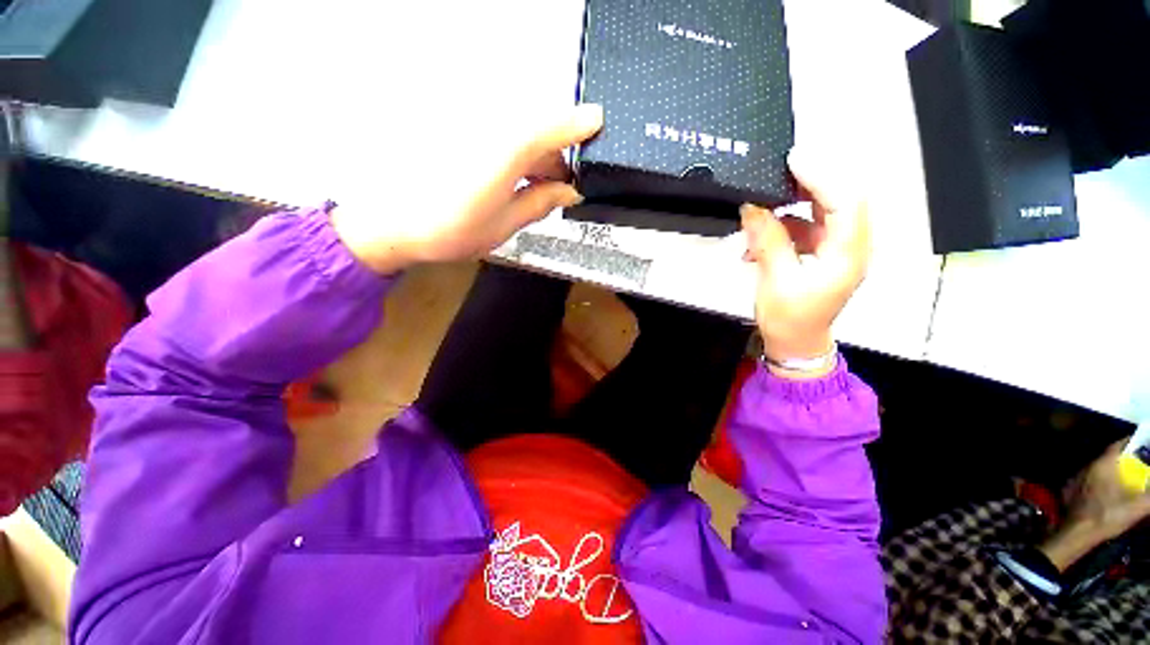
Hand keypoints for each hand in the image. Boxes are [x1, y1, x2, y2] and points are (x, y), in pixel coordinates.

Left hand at [331, 104, 603, 273]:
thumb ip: (541, 202)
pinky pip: (497, 132)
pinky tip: (512, 177)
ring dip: (534, 155)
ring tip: (538, 188)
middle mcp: (491, 126)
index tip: (599, 122)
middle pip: (537, 128)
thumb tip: (570, 191)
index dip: (580, 124)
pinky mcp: (456, 129)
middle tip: (562, 188)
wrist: (391, 222)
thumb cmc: (453, 230)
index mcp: (508, 150)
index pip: (554, 126)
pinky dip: (512, 151)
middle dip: (555, 155)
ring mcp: (471, 125)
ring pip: (517, 130)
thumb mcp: (507, 223)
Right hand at [741, 151, 870, 373]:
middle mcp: (851, 247)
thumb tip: (752, 208)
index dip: (822, 177)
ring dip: (792, 207)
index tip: (793, 161)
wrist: (795, 345)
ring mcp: (838, 251)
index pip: (845, 202)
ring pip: (822, 213)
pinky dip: (785, 226)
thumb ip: (767, 241)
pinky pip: (808, 229)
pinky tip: (759, 236)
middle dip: (810, 184)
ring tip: (762, 208)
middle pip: (840, 201)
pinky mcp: (823, 255)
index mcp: (847, 255)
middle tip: (779, 174)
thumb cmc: (789, 319)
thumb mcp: (775, 280)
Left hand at [1040, 439, 1149, 570]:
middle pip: (1110, 457)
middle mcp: (1089, 466)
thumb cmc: (1107, 516)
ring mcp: (1079, 477)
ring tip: (1128, 477)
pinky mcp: (1073, 489)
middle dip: (1125, 459)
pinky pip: (1092, 479)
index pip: (1118, 445)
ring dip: (1114, 470)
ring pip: (1100, 468)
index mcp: (1103, 464)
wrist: (1078, 532)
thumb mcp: (1137, 506)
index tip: (1143, 444)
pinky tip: (1111, 491)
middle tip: (1140, 463)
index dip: (1131, 443)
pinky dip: (1103, 481)